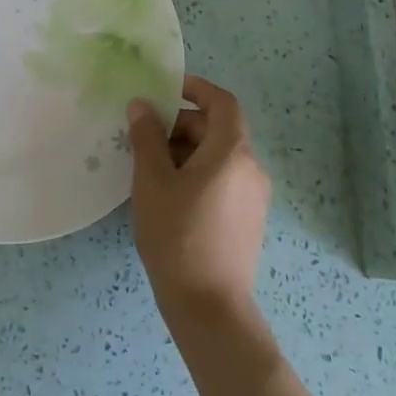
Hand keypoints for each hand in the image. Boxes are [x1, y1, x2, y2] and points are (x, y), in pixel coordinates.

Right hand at [128, 75, 268, 318]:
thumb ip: (146, 137)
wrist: (209, 306)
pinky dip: (198, 171)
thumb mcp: (152, 181)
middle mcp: (251, 168)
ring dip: (186, 149)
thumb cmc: (177, 234)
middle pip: (218, 128)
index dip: (195, 88)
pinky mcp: (248, 218)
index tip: (165, 88)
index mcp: (232, 152)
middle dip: (181, 123)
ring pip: (219, 155)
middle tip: (144, 135)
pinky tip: (169, 193)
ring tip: (150, 167)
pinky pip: (223, 178)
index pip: (222, 102)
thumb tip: (142, 105)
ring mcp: (253, 196)